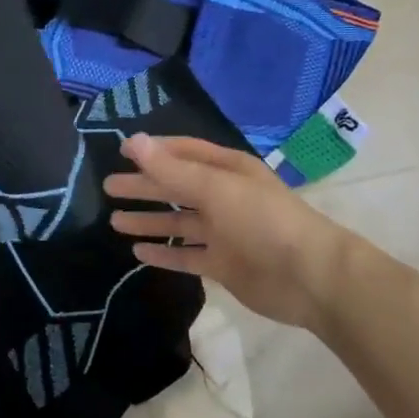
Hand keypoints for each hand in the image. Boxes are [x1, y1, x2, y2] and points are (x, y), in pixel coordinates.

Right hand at [106, 134, 357, 333]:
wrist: (310, 277)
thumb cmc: (263, 220)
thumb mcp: (215, 188)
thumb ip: (172, 170)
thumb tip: (133, 141)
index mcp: (227, 170)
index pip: (184, 152)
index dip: (154, 151)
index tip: (121, 152)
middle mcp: (224, 197)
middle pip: (176, 187)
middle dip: (144, 186)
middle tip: (108, 187)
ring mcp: (224, 232)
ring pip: (178, 222)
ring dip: (149, 220)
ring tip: (115, 221)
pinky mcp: (223, 264)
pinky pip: (186, 255)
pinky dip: (164, 253)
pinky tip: (139, 253)